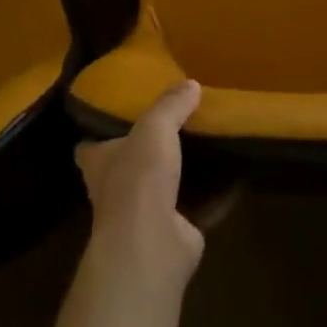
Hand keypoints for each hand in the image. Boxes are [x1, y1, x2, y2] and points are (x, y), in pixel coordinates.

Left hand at [75, 80, 204, 292]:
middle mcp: (116, 190)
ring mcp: (144, 216)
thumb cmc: (139, 177)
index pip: (90, 146)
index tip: (118, 115)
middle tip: (176, 124)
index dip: (100, 132)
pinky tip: (236, 177)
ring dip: (184, 173)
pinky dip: (216, 196)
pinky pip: (199, 208)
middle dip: (149, 150)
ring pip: (165, 187)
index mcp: (100, 162)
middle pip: (130, 165)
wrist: (152, 243)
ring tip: (209, 145)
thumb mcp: (155, 127)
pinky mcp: (174, 233)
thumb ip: (171, 104)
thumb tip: (190, 83)